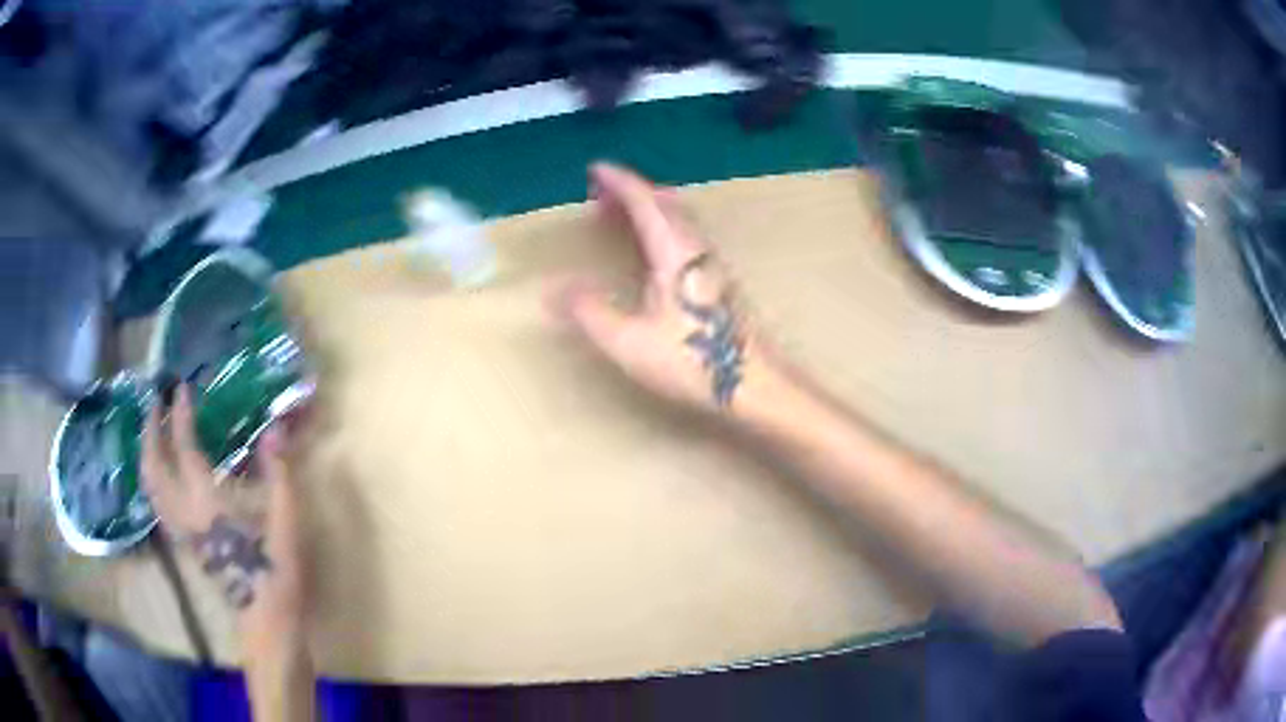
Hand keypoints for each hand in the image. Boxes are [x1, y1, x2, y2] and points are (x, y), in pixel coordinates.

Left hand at [142, 386, 306, 629]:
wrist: (266, 620)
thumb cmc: (276, 573)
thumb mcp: (285, 523)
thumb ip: (278, 474)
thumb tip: (275, 430)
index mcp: (207, 504)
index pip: (185, 449)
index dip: (181, 417)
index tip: (182, 389)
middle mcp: (185, 513)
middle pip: (154, 466)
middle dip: (150, 430)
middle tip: (156, 403)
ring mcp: (180, 530)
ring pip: (150, 486)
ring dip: (146, 452)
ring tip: (152, 430)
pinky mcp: (184, 543)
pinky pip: (157, 502)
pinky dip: (152, 478)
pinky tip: (160, 471)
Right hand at [552, 163, 764, 412]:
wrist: (756, 385)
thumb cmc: (693, 362)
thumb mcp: (629, 342)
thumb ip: (589, 313)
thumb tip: (551, 291)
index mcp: (674, 251)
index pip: (645, 200)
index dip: (619, 181)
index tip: (594, 170)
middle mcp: (697, 249)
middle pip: (665, 203)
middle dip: (632, 192)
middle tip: (600, 197)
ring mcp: (714, 264)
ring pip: (680, 219)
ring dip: (649, 209)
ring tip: (620, 220)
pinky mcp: (721, 282)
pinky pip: (687, 236)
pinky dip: (663, 227)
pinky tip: (653, 254)